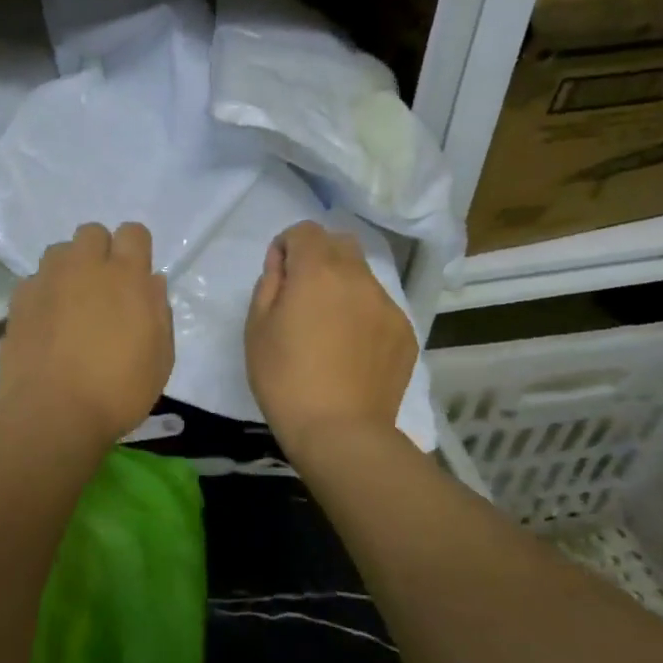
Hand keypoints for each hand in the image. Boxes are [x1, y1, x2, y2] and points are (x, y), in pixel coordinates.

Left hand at [0, 222, 173, 445]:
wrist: (51, 413)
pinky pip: (35, 280)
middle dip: (100, 252)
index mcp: (126, 276)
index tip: (136, 277)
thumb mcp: (160, 357)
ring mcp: (47, 280)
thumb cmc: (118, 390)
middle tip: (103, 289)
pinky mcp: (19, 300)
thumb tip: (150, 282)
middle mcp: (84, 267)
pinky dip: (44, 293)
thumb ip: (158, 311)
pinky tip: (47, 324)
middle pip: (92, 233)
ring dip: (70, 268)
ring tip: (72, 302)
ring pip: (59, 252)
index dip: (136, 250)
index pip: (133, 232)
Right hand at [245, 221, 415, 455]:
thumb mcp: (257, 328)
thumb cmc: (285, 379)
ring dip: (343, 285)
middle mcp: (358, 277)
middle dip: (319, 256)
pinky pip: (379, 307)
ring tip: (330, 326)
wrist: (340, 432)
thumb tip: (282, 264)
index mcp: (317, 272)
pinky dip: (363, 314)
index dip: (287, 245)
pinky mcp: (405, 332)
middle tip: (303, 293)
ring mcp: (387, 304)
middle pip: (341, 243)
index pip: (305, 230)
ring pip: (363, 275)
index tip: (279, 273)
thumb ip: (269, 284)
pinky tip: (352, 350)